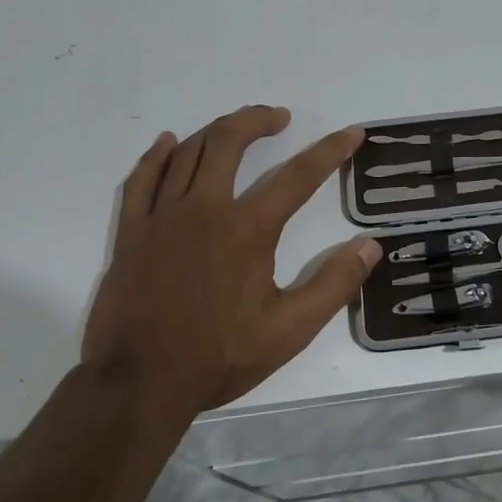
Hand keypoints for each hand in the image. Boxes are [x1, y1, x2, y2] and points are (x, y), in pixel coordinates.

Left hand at [84, 105, 381, 414]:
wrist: (137, 384)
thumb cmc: (218, 358)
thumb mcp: (289, 331)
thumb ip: (333, 285)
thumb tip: (370, 246)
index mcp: (247, 230)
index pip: (298, 176)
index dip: (330, 150)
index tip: (351, 132)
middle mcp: (204, 209)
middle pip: (230, 141)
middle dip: (258, 120)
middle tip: (279, 117)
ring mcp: (162, 217)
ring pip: (188, 152)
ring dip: (217, 130)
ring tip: (238, 127)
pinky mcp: (131, 232)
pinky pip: (142, 178)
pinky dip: (158, 155)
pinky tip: (169, 143)